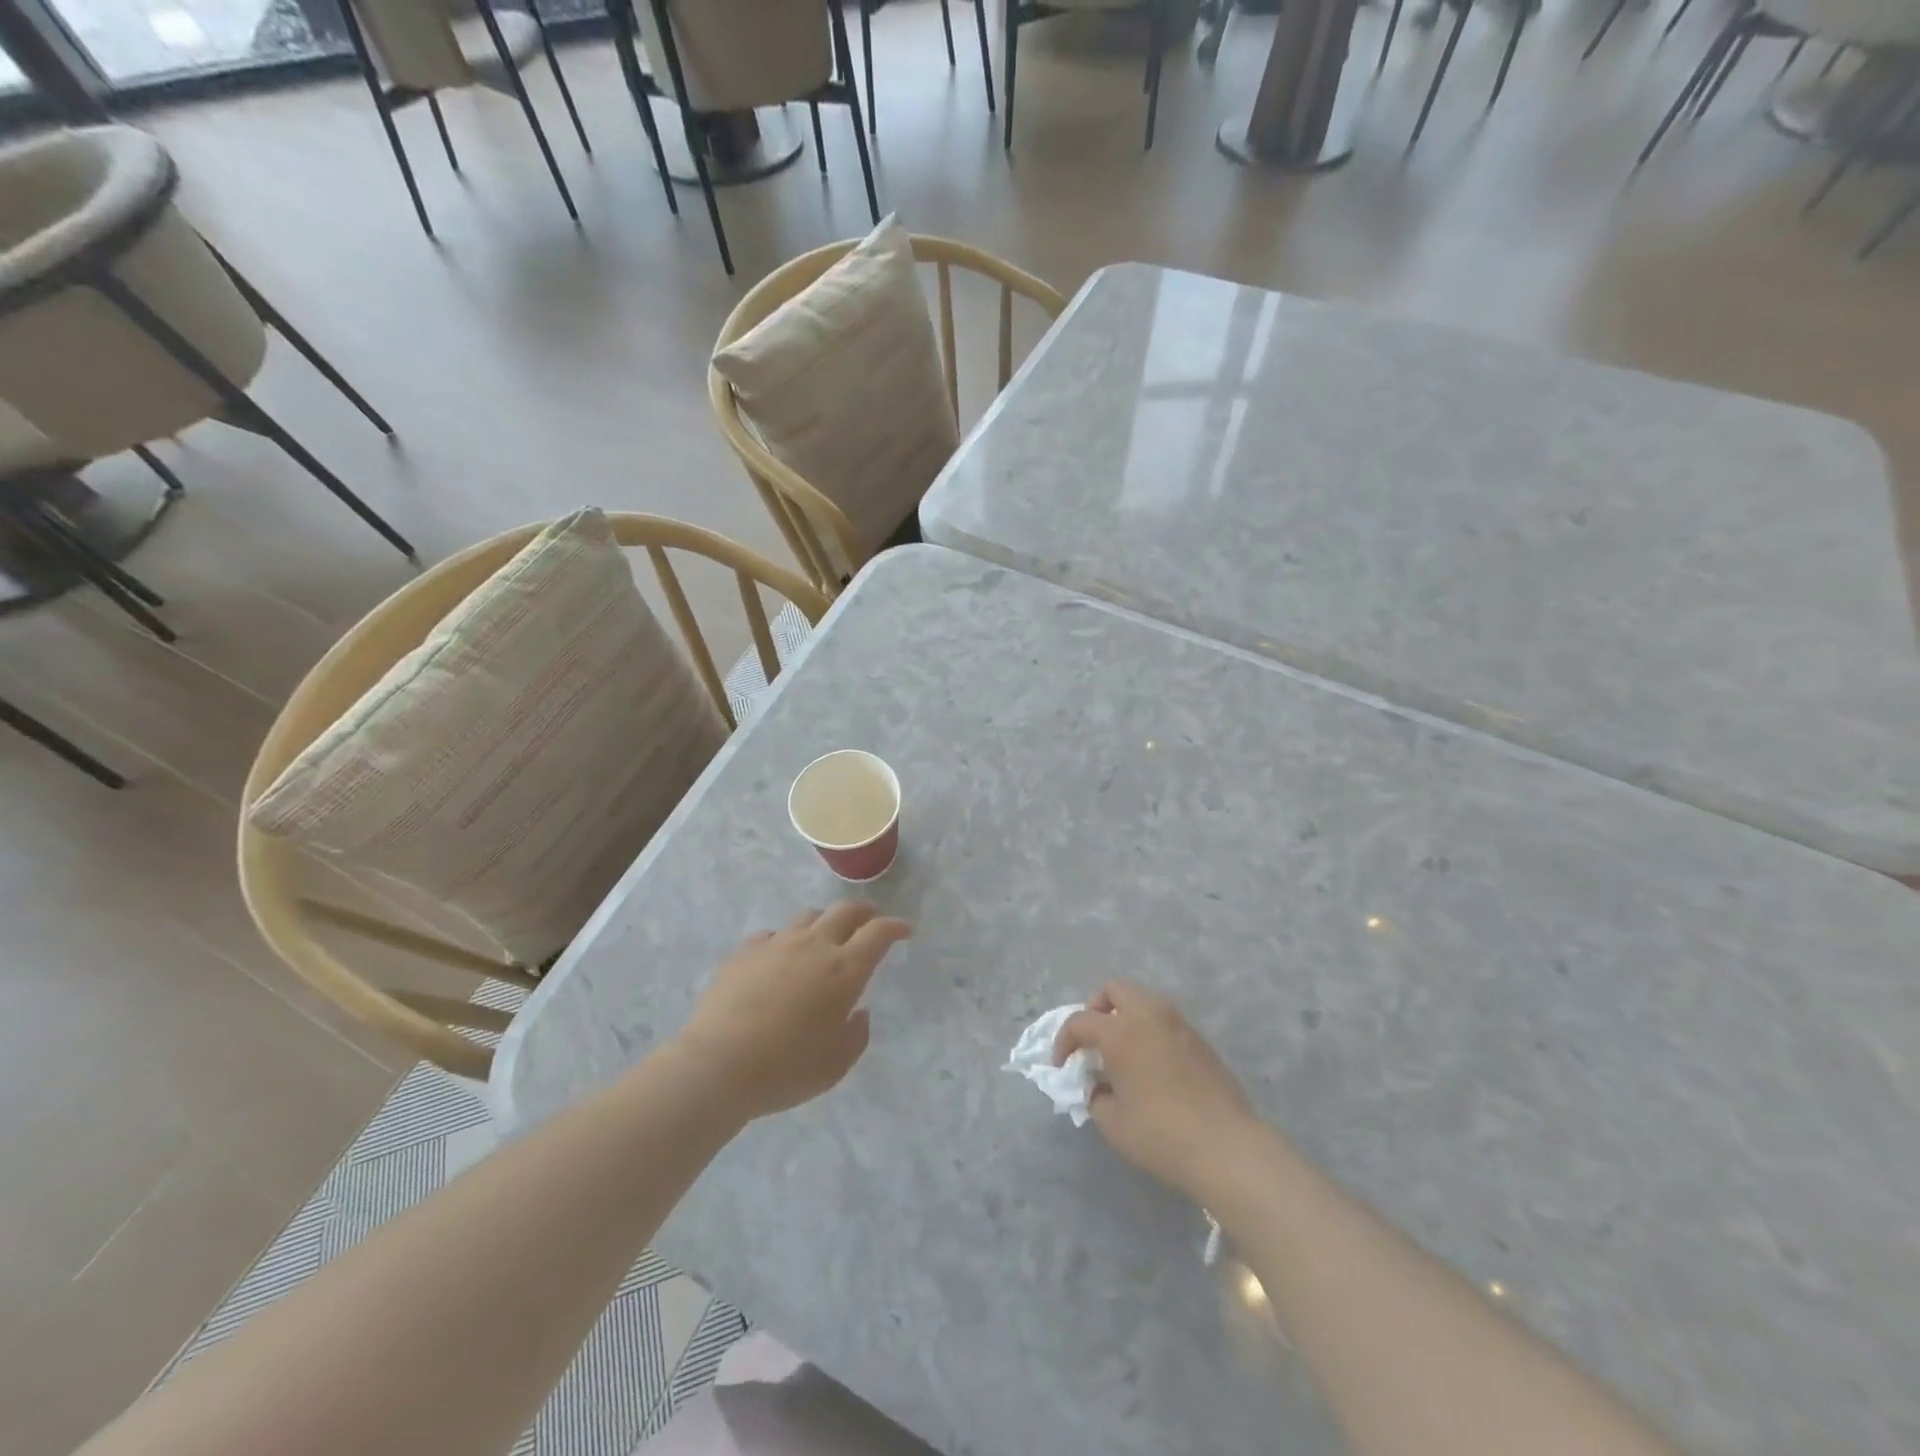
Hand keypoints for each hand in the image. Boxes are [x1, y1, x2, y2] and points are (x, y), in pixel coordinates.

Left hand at [674, 903, 910, 1120]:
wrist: (717, 1065)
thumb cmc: (786, 1069)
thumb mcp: (836, 1065)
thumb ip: (856, 1034)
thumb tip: (858, 1012)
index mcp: (844, 970)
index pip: (879, 932)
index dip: (896, 927)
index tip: (905, 930)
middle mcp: (814, 946)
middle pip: (846, 911)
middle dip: (864, 912)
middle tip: (870, 922)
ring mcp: (777, 943)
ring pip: (809, 916)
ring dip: (825, 922)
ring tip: (824, 938)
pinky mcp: (746, 951)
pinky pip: (773, 935)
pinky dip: (785, 940)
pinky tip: (780, 958)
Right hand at [1054, 982, 1261, 1200]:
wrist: (1227, 1147)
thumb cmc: (1161, 1134)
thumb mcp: (1113, 1123)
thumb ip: (1095, 1096)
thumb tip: (1099, 1086)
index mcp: (1121, 1031)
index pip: (1081, 1021)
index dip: (1064, 1041)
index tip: (1063, 1066)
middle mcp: (1149, 1015)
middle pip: (1115, 989)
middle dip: (1096, 1009)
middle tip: (1093, 1041)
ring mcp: (1178, 1024)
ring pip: (1143, 1000)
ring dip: (1125, 1016)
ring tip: (1121, 1052)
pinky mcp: (1200, 1040)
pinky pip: (1164, 1020)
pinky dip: (1148, 1030)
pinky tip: (1149, 1064)